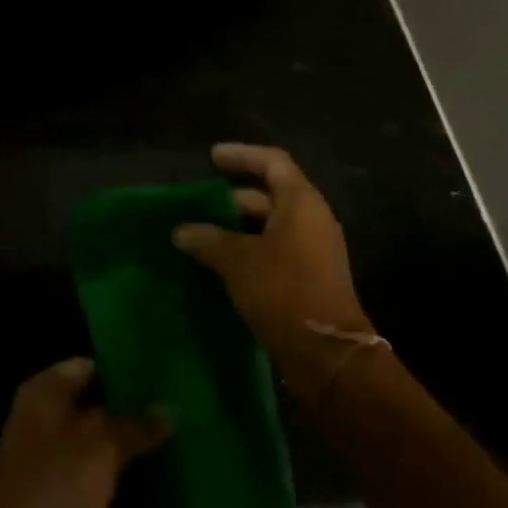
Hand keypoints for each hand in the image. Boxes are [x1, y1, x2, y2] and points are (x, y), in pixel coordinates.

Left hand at [0, 358, 166, 507]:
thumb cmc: (56, 483)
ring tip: (178, 459)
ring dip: (131, 461)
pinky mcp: (54, 507)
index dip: (125, 371)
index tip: (164, 380)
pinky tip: (160, 507)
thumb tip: (169, 409)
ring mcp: (47, 466)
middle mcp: (42, 422)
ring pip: (97, 455)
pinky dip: (120, 500)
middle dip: (134, 420)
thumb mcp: (103, 446)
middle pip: (95, 412)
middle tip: (179, 421)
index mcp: (46, 393)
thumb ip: (137, 425)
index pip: (90, 367)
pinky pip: (95, 494)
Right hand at [172, 144, 374, 392]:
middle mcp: (311, 221)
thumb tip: (181, 230)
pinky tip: (218, 264)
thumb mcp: (237, 260)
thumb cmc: (283, 290)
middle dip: (233, 197)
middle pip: (270, 194)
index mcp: (301, 203)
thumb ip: (207, 239)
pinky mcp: (308, 279)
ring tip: (201, 234)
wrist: (326, 352)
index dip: (242, 155)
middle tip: (198, 204)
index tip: (212, 157)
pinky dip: (246, 251)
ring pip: (270, 226)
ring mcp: (312, 251)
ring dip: (237, 228)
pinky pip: (273, 252)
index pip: (272, 162)